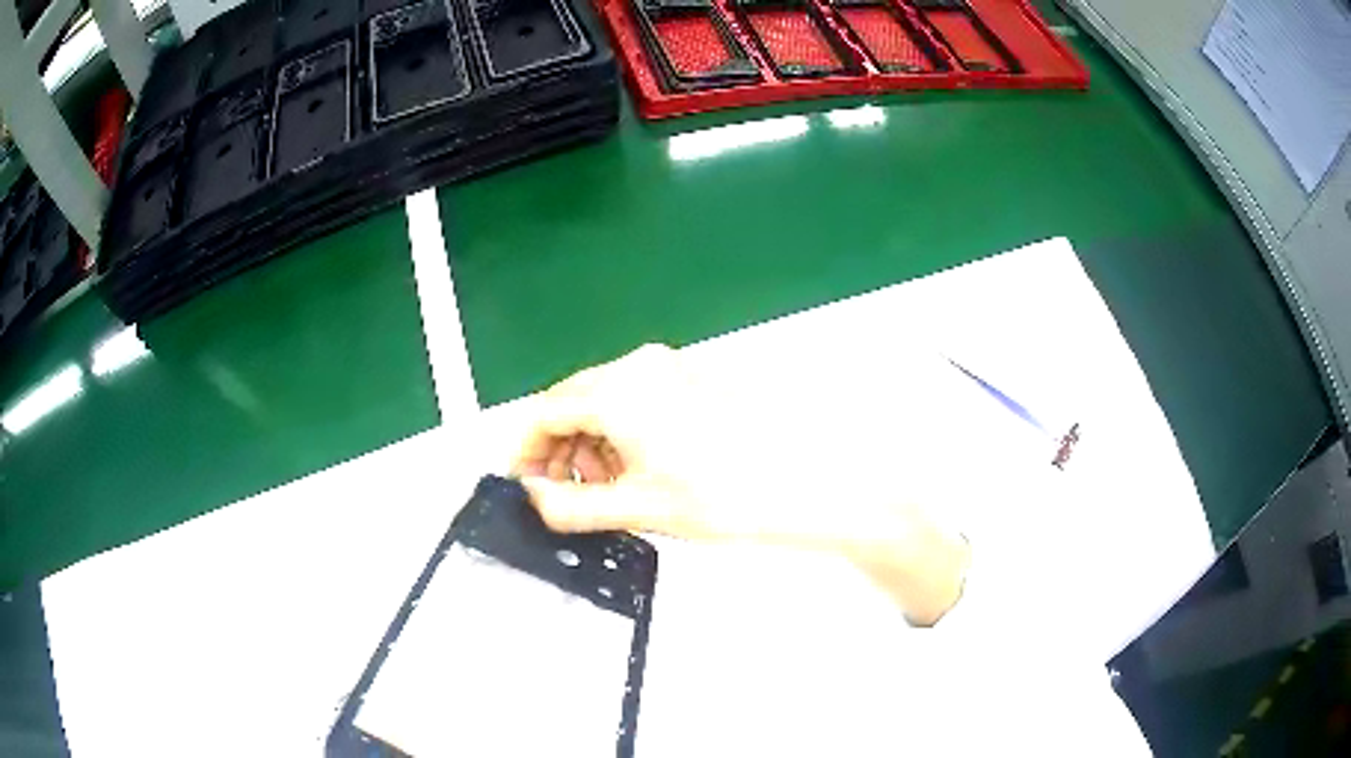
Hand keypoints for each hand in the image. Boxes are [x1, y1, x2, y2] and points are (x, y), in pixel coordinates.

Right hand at [510, 343, 969, 624]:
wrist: (811, 478)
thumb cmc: (725, 495)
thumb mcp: (639, 507)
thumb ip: (571, 506)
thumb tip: (533, 499)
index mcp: (616, 390)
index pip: (544, 413)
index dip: (526, 452)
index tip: (525, 486)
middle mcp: (639, 366)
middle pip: (574, 403)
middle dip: (562, 451)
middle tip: (568, 497)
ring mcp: (671, 368)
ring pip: (607, 402)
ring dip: (594, 445)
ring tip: (610, 491)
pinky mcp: (695, 379)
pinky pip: (639, 400)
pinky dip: (625, 434)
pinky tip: (643, 470)